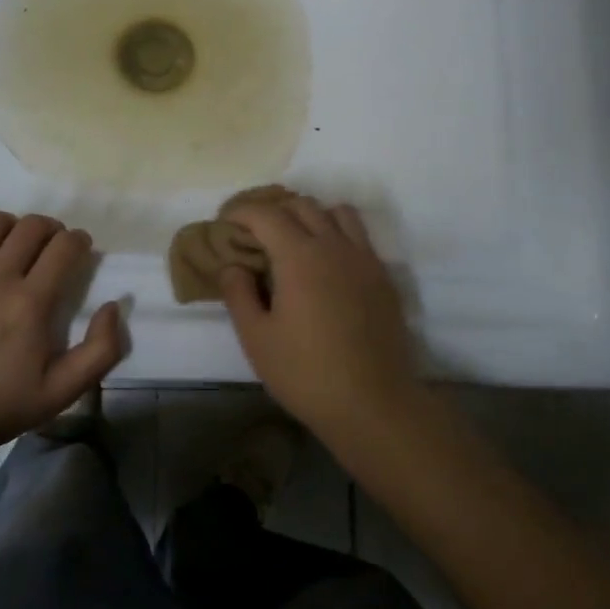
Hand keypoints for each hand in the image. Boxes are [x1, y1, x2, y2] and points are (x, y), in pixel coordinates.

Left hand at [0, 211, 122, 450]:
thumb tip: (113, 305)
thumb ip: (101, 350)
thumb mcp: (62, 392)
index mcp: (31, 302)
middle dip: (51, 230)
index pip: (64, 246)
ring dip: (11, 228)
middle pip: (31, 226)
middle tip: (50, 248)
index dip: (78, 241)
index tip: (79, 251)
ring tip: (11, 247)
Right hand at [219, 197, 419, 432]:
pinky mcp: (383, 277)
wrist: (373, 403)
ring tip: (295, 240)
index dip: (242, 211)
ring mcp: (365, 259)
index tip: (226, 221)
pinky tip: (327, 265)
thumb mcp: (257, 338)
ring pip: (338, 213)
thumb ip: (238, 294)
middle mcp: (334, 246)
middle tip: (254, 232)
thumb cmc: (306, 373)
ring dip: (311, 216)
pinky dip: (338, 234)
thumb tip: (233, 265)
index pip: (266, 214)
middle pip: (302, 205)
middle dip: (274, 210)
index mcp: (299, 256)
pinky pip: (360, 237)